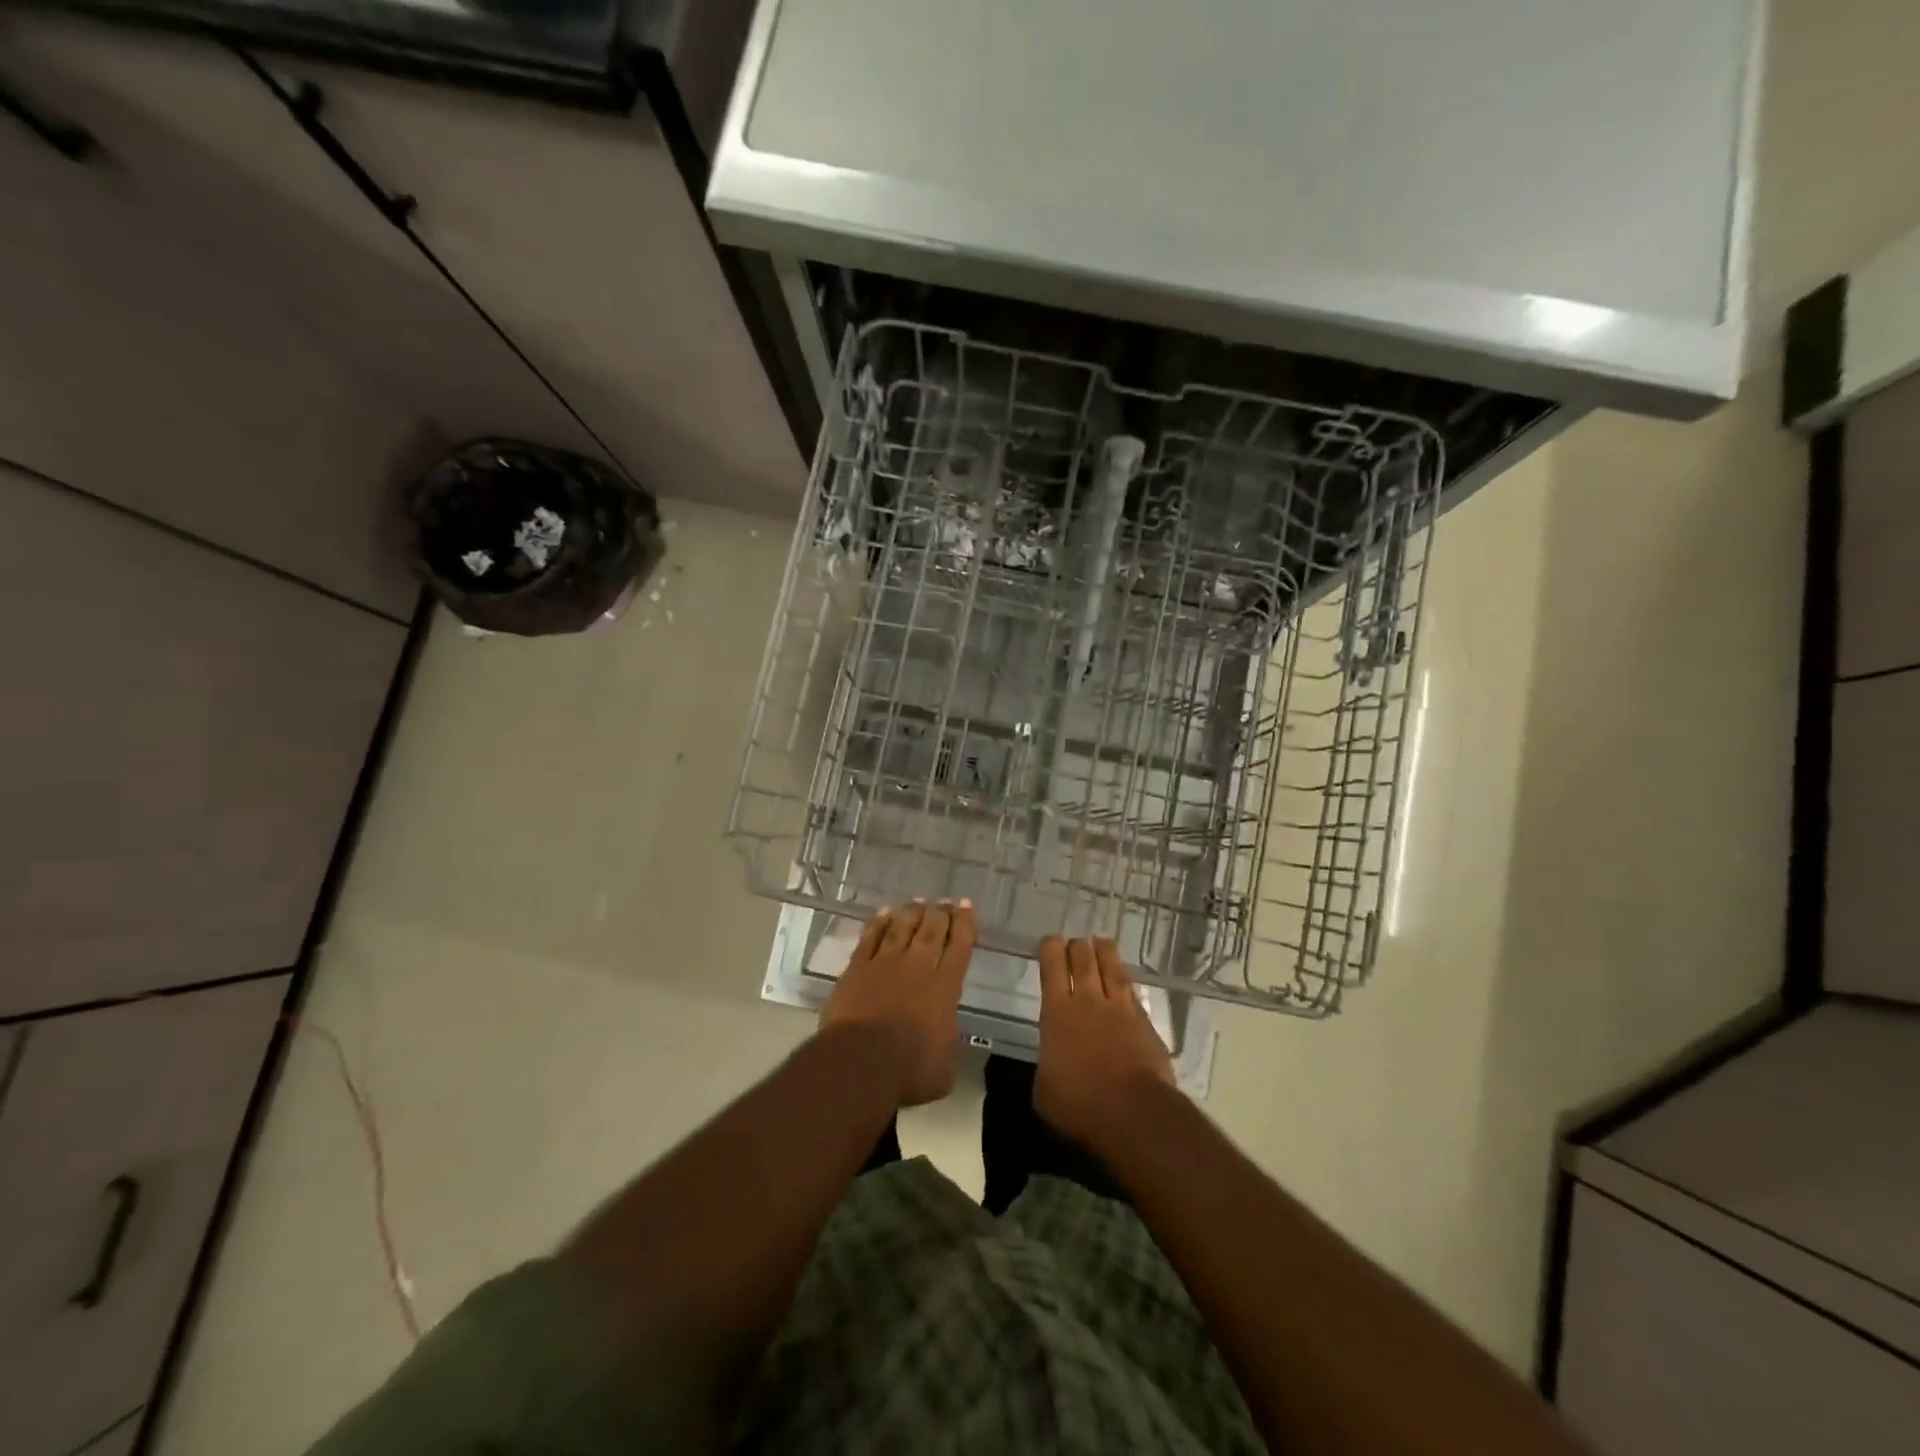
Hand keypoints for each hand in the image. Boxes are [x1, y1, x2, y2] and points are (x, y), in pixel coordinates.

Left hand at [820, 900, 977, 1107]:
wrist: (860, 1064)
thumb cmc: (909, 1071)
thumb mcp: (945, 1067)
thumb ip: (947, 1042)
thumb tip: (946, 1034)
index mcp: (945, 988)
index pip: (960, 946)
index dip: (965, 924)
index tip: (967, 906)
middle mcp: (917, 968)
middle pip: (931, 931)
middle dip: (941, 913)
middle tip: (945, 902)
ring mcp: (884, 964)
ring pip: (901, 928)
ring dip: (911, 913)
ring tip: (918, 902)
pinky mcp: (856, 969)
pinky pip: (870, 938)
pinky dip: (878, 924)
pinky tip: (883, 913)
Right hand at [1035, 936, 1176, 1145]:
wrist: (1134, 1112)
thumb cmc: (1079, 1104)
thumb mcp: (1044, 1089)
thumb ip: (1047, 1064)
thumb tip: (1053, 1060)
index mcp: (1057, 1013)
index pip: (1052, 968)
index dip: (1050, 949)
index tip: (1050, 941)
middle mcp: (1088, 1001)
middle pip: (1084, 960)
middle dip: (1078, 947)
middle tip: (1076, 942)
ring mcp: (1121, 1009)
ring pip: (1112, 968)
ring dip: (1105, 952)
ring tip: (1102, 942)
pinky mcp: (1146, 1022)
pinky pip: (1132, 991)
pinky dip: (1125, 981)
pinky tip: (1124, 979)